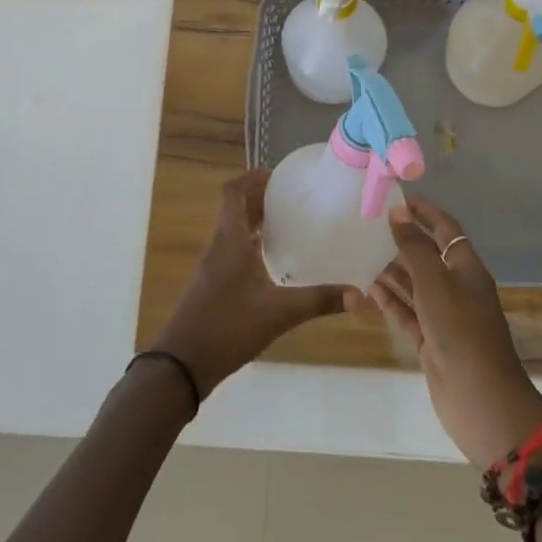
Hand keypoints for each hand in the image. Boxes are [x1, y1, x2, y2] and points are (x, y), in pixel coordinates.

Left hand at [150, 171, 361, 398]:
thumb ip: (318, 301)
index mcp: (230, 240)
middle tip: (292, 198)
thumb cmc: (227, 328)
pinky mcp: (212, 285)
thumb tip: (360, 296)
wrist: (181, 364)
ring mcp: (212, 266)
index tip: (278, 177)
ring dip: (255, 221)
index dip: (252, 178)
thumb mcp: (278, 314)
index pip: (232, 192)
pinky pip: (232, 249)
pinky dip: (250, 244)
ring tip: (287, 223)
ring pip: (233, 230)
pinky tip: (271, 261)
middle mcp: (219, 246)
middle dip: (260, 198)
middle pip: (234, 208)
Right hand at [371, 197, 541, 469]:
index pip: (445, 229)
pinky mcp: (430, 341)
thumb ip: (414, 247)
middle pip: (427, 255)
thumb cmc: (461, 331)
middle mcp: (456, 288)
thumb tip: (398, 211)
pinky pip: (406, 312)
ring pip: (414, 285)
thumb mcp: (435, 282)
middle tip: (367, 225)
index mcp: (466, 268)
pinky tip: (367, 288)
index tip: (396, 197)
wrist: (481, 401)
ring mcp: (443, 316)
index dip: (424, 212)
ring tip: (360, 252)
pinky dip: (390, 300)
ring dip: (391, 270)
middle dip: (402, 240)